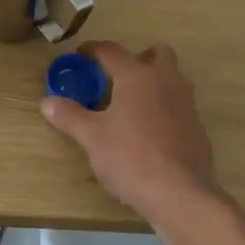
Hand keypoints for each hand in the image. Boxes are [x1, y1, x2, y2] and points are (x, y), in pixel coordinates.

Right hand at [42, 41, 221, 221]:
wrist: (179, 194)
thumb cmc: (130, 158)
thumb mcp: (91, 137)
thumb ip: (69, 116)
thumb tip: (46, 102)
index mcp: (136, 76)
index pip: (111, 50)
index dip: (93, 50)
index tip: (80, 55)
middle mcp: (165, 81)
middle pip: (157, 54)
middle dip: (137, 58)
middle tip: (117, 77)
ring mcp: (186, 104)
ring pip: (173, 78)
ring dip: (154, 82)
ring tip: (132, 104)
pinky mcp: (198, 128)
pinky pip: (179, 105)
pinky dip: (165, 108)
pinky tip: (150, 132)